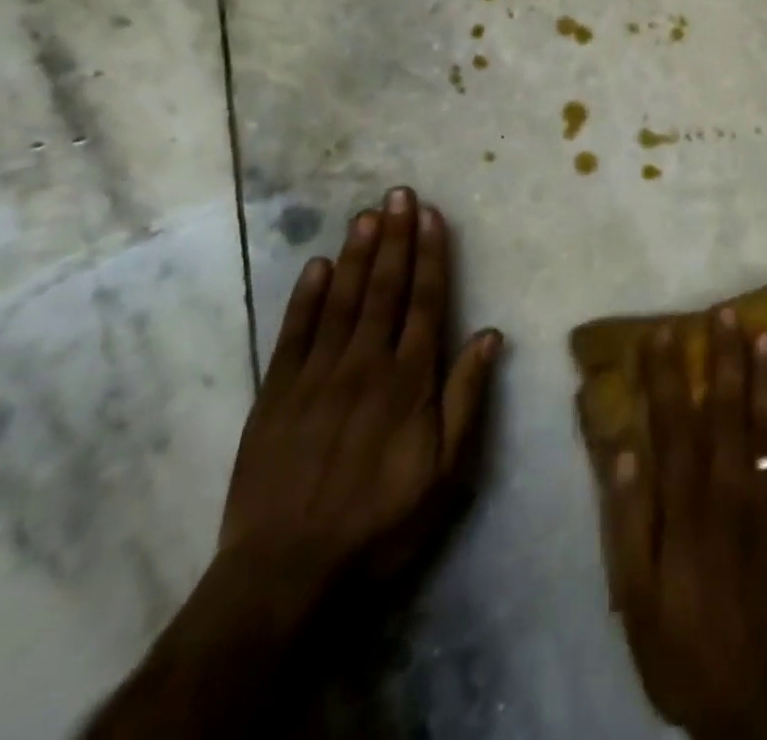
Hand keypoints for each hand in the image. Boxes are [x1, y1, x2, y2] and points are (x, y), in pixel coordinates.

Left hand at [219, 187, 502, 588]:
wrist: (286, 572)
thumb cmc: (381, 520)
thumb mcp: (446, 471)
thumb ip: (467, 398)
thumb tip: (490, 335)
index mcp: (409, 379)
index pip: (426, 301)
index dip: (430, 255)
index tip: (430, 215)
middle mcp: (366, 363)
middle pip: (384, 288)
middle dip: (394, 238)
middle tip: (398, 194)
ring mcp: (317, 375)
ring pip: (341, 300)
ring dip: (355, 254)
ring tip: (366, 214)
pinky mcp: (276, 394)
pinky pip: (294, 334)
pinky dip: (305, 297)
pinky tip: (316, 265)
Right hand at [601, 308, 766, 739]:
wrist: (766, 704)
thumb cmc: (689, 650)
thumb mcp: (638, 600)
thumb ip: (630, 521)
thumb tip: (624, 449)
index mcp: (689, 503)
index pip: (674, 422)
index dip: (667, 374)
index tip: (663, 332)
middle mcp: (732, 487)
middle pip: (727, 409)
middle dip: (724, 356)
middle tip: (725, 310)